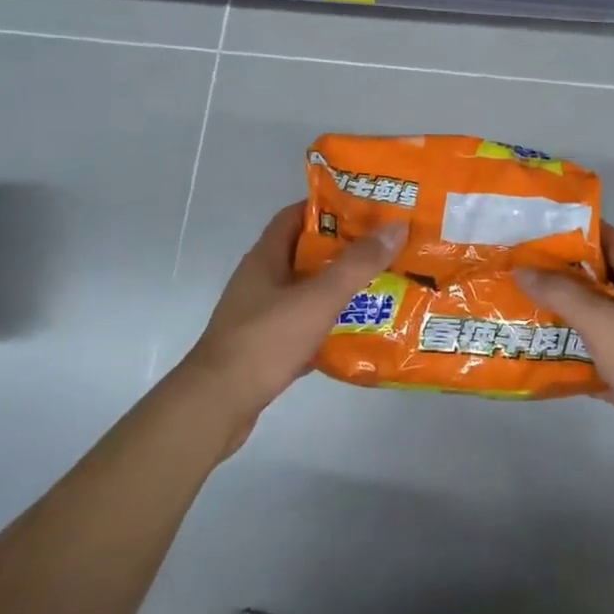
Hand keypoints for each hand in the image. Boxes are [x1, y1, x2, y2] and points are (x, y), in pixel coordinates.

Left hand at [177, 203, 404, 447]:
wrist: (217, 405)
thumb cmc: (266, 340)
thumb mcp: (318, 298)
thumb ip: (357, 264)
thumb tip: (396, 227)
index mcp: (266, 257)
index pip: (296, 216)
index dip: (328, 208)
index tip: (365, 209)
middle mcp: (260, 280)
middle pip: (306, 253)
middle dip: (343, 250)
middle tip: (382, 248)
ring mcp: (260, 315)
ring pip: (306, 291)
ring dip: (337, 288)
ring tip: (379, 287)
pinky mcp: (264, 347)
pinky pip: (302, 326)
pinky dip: (327, 325)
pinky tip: (355, 332)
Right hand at [516, 225, 613, 455]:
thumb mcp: (601, 320)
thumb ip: (561, 292)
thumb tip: (522, 270)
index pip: (613, 242)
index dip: (581, 231)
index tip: (543, 229)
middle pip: (600, 281)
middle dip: (564, 275)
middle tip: (524, 270)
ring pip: (596, 320)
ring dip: (565, 314)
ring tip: (525, 307)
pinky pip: (596, 356)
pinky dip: (572, 353)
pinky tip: (543, 354)